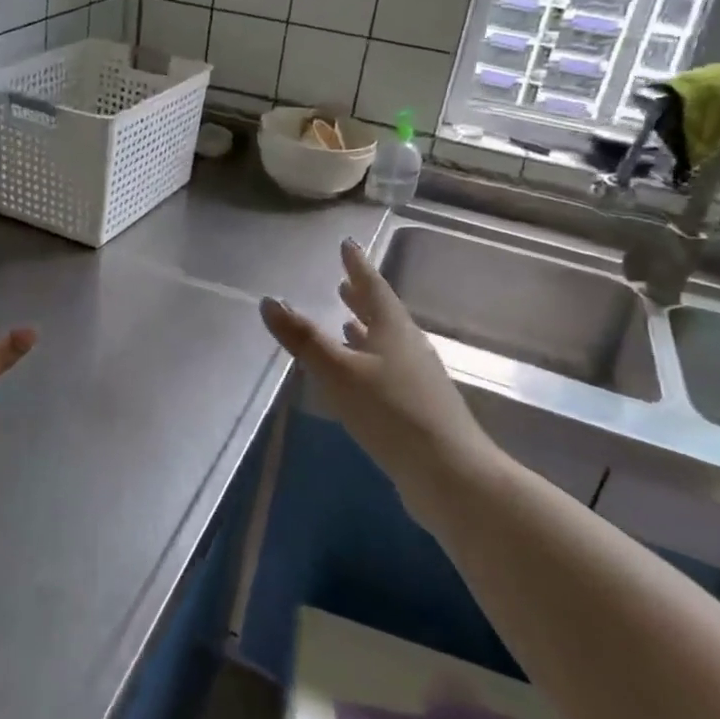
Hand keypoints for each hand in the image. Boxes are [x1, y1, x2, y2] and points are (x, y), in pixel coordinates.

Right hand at [259, 240, 490, 510]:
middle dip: (361, 297)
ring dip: (365, 329)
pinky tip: (360, 375)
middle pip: (383, 314)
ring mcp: (416, 379)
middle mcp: (408, 347)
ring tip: (346, 321)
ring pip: (385, 343)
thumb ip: (304, 338)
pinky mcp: (416, 408)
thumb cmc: (392, 413)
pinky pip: (387, 370)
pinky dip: (369, 360)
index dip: (357, 266)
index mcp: (394, 330)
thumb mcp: (339, 372)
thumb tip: (269, 300)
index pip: (373, 287)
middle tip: (344, 280)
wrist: (449, 474)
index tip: (347, 244)